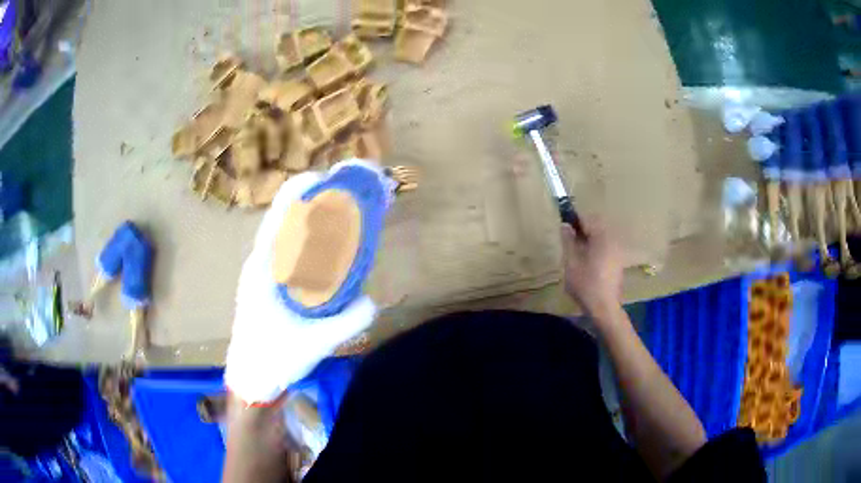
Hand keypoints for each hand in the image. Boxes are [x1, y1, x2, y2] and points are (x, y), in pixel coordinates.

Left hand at [225, 170, 377, 404]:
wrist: (250, 377)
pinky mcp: (266, 283)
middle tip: (347, 196)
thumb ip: (348, 322)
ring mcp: (261, 271)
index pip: (281, 214)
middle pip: (285, 216)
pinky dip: (306, 239)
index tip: (332, 178)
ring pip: (285, 232)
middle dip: (314, 199)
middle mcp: (260, 261)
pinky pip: (286, 249)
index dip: (304, 189)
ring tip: (341, 215)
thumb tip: (373, 300)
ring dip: (310, 218)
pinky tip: (326, 249)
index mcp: (264, 267)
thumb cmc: (274, 358)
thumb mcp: (316, 343)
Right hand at [560, 218, 623, 321]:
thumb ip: (568, 241)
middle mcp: (612, 240)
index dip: (573, 219)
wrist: (604, 307)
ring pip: (601, 236)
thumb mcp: (571, 262)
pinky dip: (595, 246)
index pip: (587, 219)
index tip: (563, 223)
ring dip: (588, 238)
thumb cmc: (586, 284)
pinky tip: (586, 259)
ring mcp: (617, 250)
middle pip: (596, 226)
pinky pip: (605, 246)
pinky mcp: (617, 261)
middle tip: (568, 237)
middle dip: (582, 228)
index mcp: (602, 237)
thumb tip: (565, 225)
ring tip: (575, 249)